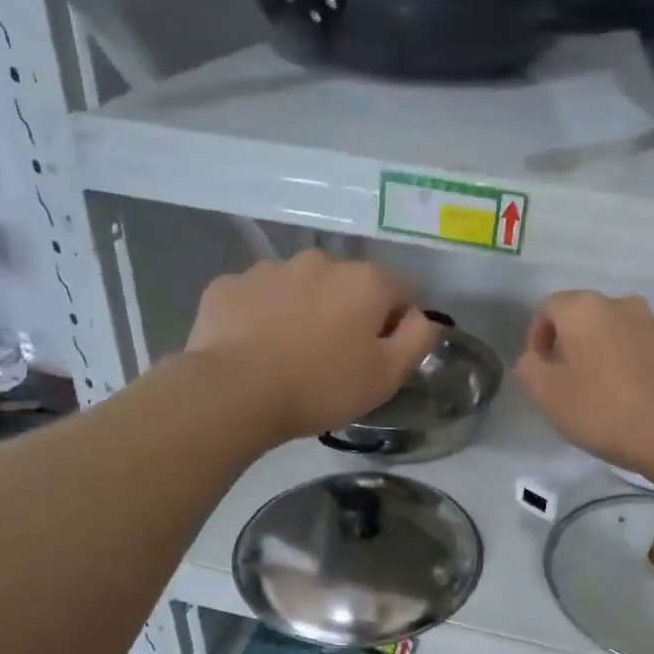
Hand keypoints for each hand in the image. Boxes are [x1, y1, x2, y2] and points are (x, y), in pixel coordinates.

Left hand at [183, 251, 440, 444]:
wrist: (234, 392)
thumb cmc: (322, 385)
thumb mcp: (388, 375)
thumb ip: (418, 339)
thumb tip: (424, 318)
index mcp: (365, 280)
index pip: (400, 295)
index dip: (395, 328)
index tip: (377, 359)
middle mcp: (319, 262)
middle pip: (347, 288)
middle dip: (347, 315)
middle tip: (334, 360)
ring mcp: (269, 269)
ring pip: (300, 289)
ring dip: (304, 312)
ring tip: (289, 356)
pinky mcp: (228, 286)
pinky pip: (257, 299)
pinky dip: (261, 317)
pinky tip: (254, 350)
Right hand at [515, 291, 653, 480]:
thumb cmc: (604, 411)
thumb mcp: (547, 395)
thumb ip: (529, 368)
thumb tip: (535, 358)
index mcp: (586, 309)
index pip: (548, 308)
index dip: (537, 337)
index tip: (540, 370)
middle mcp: (624, 305)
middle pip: (586, 318)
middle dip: (573, 345)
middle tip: (569, 383)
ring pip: (620, 334)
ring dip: (607, 355)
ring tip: (605, 394)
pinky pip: (648, 352)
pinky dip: (636, 368)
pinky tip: (638, 401)